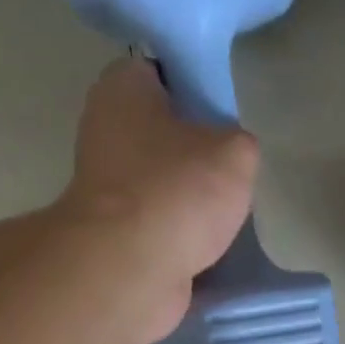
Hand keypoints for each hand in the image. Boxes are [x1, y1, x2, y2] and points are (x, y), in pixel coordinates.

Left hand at [56, 57, 258, 343]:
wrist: (132, 271)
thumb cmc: (177, 193)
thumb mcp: (236, 154)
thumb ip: (240, 143)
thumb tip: (234, 155)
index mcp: (122, 89)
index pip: (160, 71)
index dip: (195, 86)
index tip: (225, 112)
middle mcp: (104, 132)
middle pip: (160, 132)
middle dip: (194, 149)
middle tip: (234, 164)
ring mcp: (106, 190)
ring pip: (160, 183)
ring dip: (188, 197)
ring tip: (228, 208)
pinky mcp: (115, 237)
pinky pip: (158, 226)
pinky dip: (179, 234)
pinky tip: (209, 242)